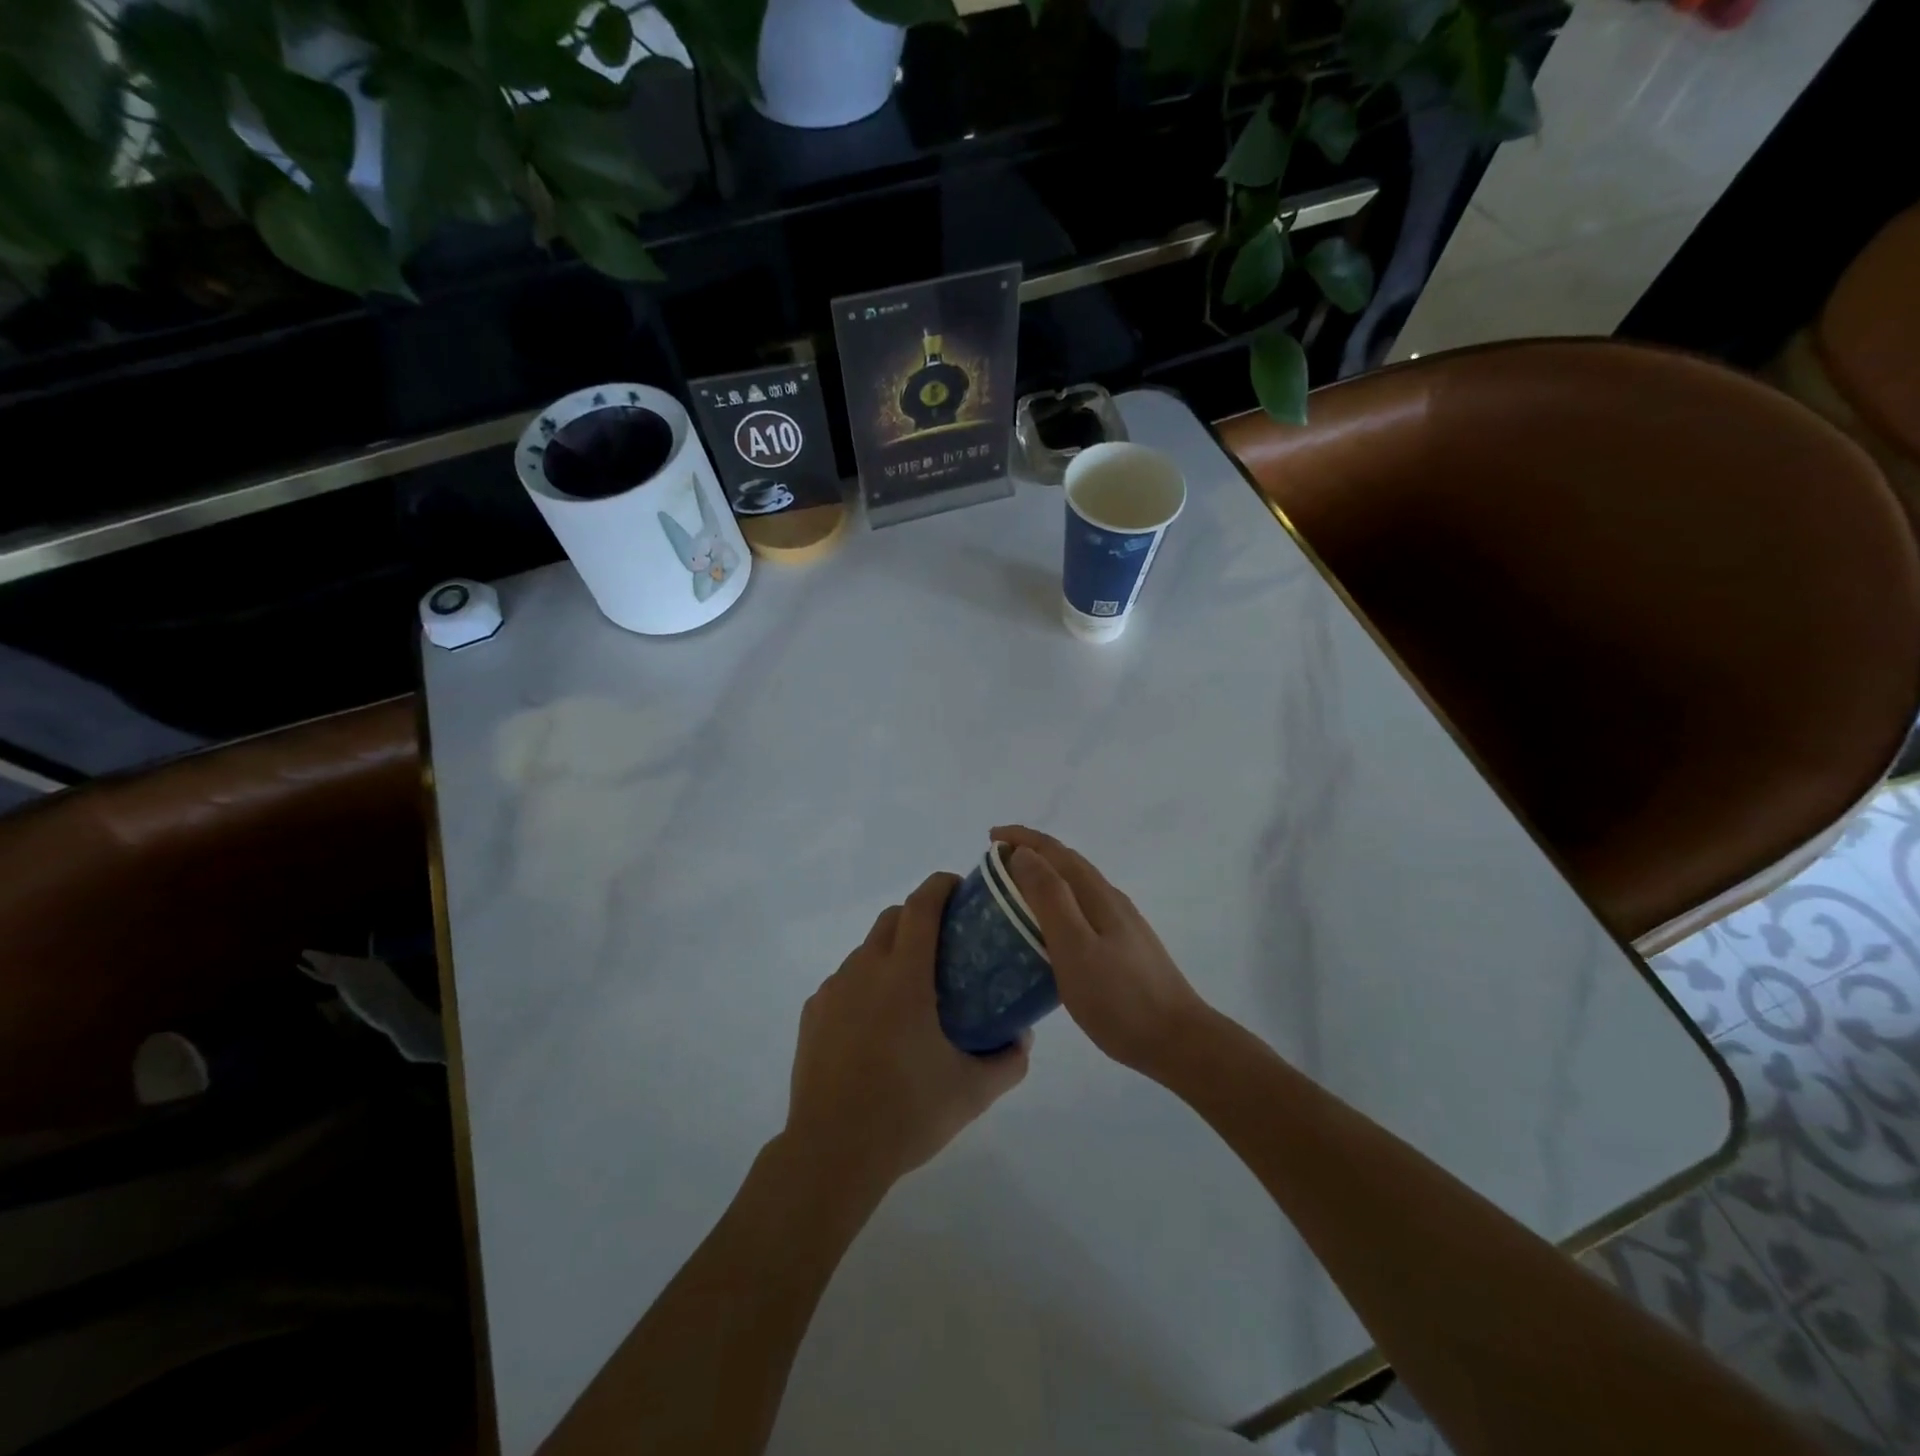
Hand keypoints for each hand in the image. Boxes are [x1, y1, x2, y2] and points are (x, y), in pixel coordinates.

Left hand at [784, 873, 1029, 1198]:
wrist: (831, 1152)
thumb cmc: (906, 1113)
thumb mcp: (972, 1092)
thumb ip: (1008, 1060)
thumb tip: (1023, 1037)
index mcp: (904, 975)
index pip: (921, 905)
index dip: (941, 886)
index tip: (960, 887)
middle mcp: (865, 969)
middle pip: (892, 918)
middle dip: (918, 915)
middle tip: (945, 944)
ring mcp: (833, 990)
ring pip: (866, 950)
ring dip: (891, 952)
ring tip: (912, 992)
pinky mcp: (813, 1013)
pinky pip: (845, 981)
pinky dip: (865, 984)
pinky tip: (876, 1026)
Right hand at [994, 825, 1212, 1078]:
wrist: (1178, 1041)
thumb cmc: (1119, 998)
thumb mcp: (1075, 947)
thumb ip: (1050, 898)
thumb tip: (1024, 854)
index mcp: (1097, 894)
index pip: (1055, 851)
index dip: (1022, 838)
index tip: (990, 838)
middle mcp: (1110, 900)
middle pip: (1067, 863)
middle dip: (1031, 853)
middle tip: (994, 864)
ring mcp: (1121, 924)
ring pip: (1076, 886)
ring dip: (1044, 877)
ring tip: (1014, 893)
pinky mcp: (1124, 947)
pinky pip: (1082, 909)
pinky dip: (1057, 904)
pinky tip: (1049, 930)